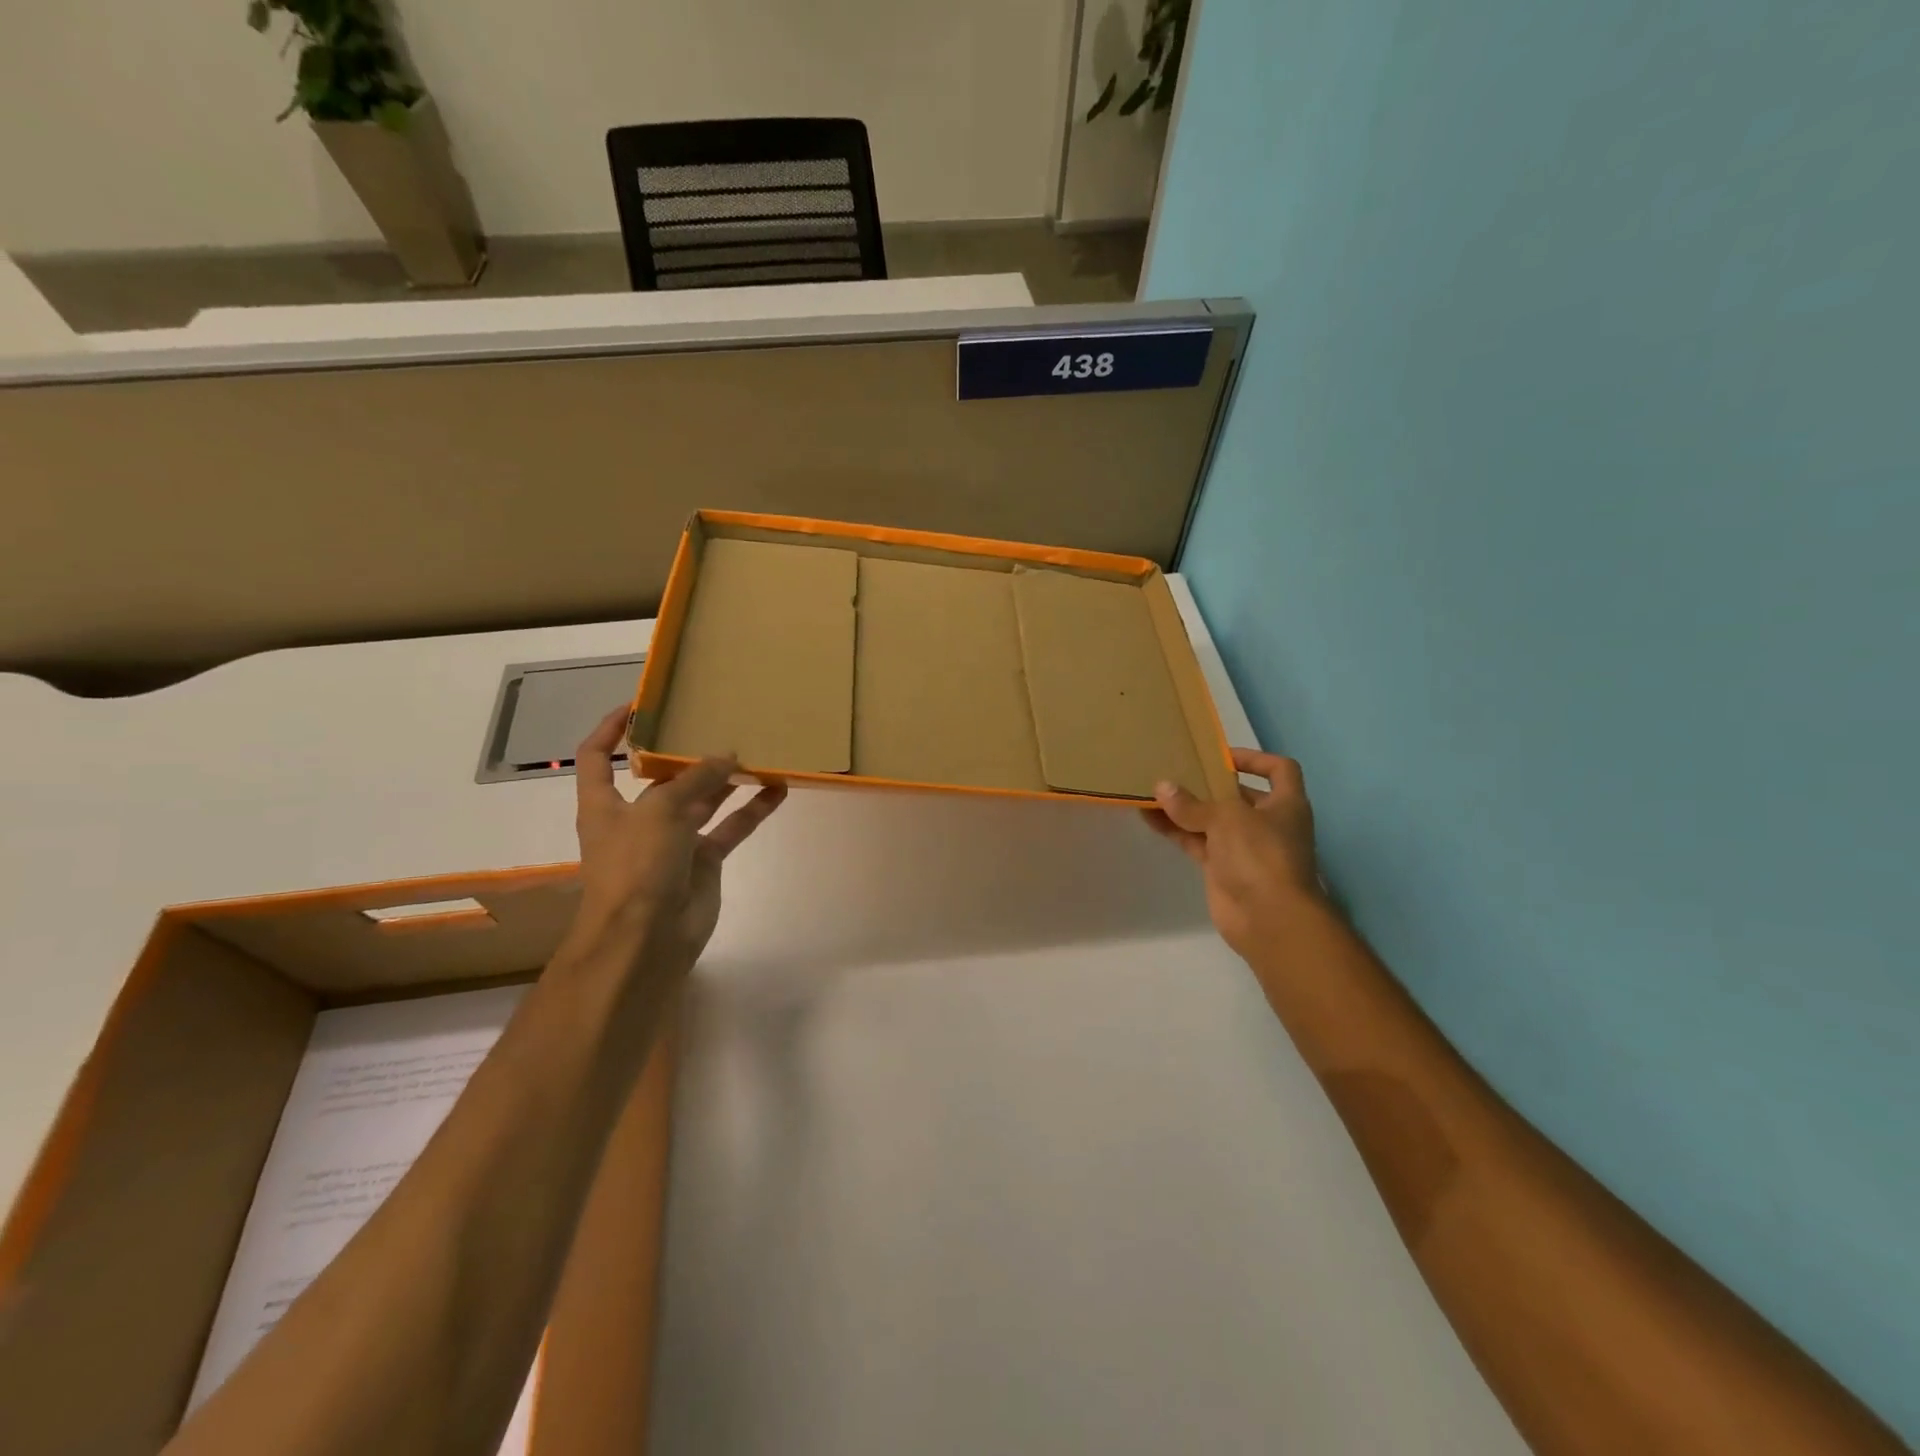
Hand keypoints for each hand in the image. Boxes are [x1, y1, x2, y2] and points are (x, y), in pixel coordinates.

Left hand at [568, 706, 786, 974]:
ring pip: (703, 800)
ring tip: (757, 751)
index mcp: (606, 804)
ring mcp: (673, 841)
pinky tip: (777, 789)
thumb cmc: (636, 866)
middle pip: (662, 777)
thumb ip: (696, 779)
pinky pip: (730, 827)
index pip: (598, 757)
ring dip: (727, 779)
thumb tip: (728, 757)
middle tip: (718, 723)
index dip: (611, 730)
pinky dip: (752, 810)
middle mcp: (638, 818)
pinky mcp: (703, 861)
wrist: (646, 939)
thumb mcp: (660, 810)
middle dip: (686, 753)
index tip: (637, 706)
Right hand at [1144, 748, 1324, 961]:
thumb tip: (1161, 787)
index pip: (1279, 770)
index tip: (1221, 757)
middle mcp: (1267, 823)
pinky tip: (1149, 818)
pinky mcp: (1222, 869)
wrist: (1268, 918)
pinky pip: (1195, 842)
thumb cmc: (1260, 854)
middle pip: (1238, 795)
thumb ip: (1192, 804)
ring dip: (1185, 808)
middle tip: (1177, 770)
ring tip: (1154, 791)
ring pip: (1211, 820)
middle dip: (1209, 784)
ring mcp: (1243, 847)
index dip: (1255, 759)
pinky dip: (1175, 830)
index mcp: (1285, 804)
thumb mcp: (1226, 818)